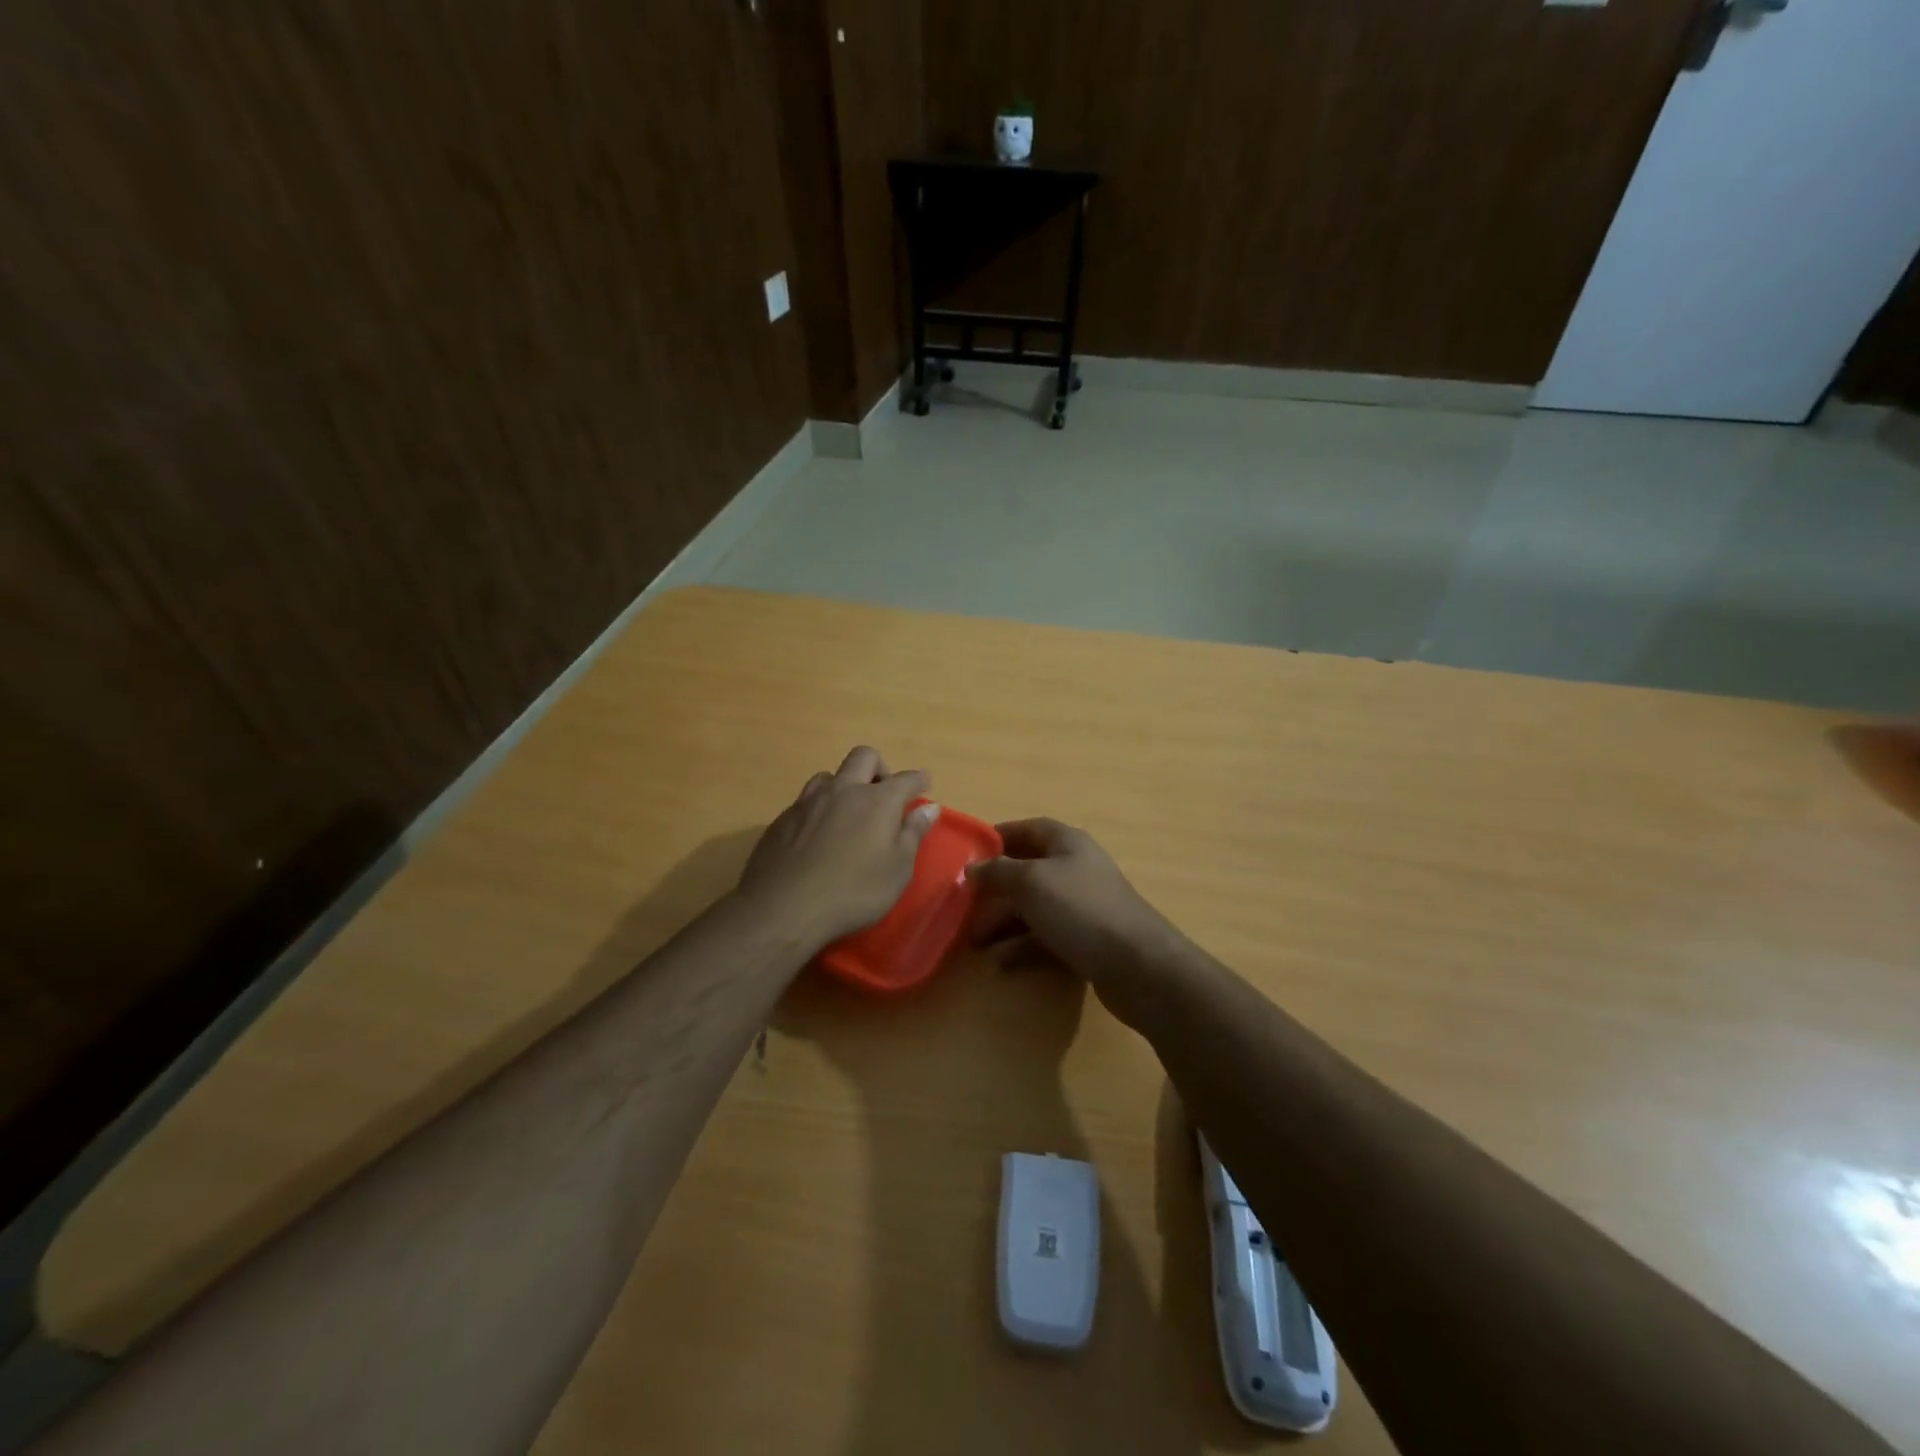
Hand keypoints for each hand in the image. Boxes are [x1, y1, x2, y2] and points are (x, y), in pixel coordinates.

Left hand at [736, 746, 939, 954]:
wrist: (783, 909)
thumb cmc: (853, 892)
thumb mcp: (897, 870)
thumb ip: (913, 834)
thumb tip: (930, 808)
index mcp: (877, 801)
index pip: (906, 779)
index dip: (918, 780)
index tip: (924, 785)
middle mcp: (843, 790)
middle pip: (864, 757)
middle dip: (880, 768)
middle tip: (885, 795)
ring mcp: (808, 802)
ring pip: (830, 775)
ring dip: (845, 785)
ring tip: (848, 813)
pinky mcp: (782, 818)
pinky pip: (806, 800)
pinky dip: (820, 809)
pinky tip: (818, 836)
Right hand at [966, 818, 1188, 1024]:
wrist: (1137, 965)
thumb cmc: (1080, 909)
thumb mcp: (1031, 882)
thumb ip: (998, 872)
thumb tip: (972, 868)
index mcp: (1067, 843)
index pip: (1027, 829)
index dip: (998, 837)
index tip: (967, 854)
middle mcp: (1075, 869)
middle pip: (1027, 871)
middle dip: (994, 888)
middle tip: (961, 905)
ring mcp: (1081, 907)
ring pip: (1033, 908)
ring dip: (1002, 922)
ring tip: (972, 942)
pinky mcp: (1085, 941)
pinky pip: (1045, 938)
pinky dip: (1021, 947)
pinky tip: (999, 963)